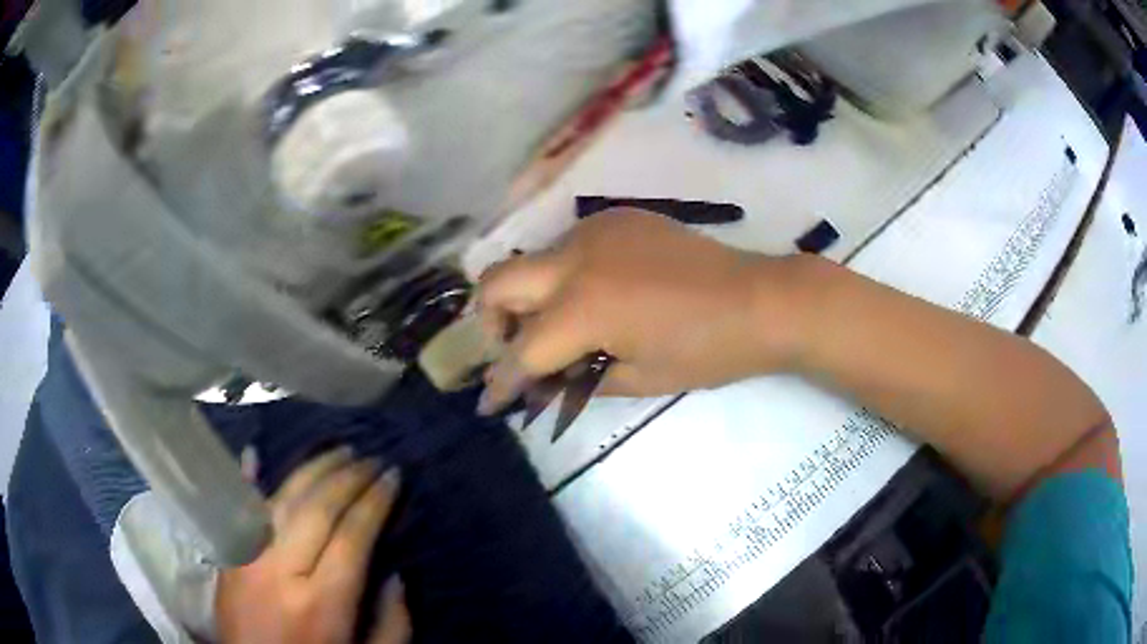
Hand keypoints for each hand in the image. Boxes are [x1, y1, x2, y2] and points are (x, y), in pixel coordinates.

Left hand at [217, 448, 409, 643]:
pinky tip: (255, 455)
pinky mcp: (227, 557)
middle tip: (372, 458)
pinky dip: (246, 480)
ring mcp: (246, 559)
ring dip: (311, 469)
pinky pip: (238, 511)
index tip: (393, 476)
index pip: (351, 537)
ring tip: (338, 452)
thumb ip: (393, 625)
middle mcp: (279, 572)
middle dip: (348, 477)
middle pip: (316, 509)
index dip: (375, 502)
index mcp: (320, 604)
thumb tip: (397, 576)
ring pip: (280, 500)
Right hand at [477, 210, 801, 412]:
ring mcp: (595, 230)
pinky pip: (568, 246)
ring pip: (531, 261)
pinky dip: (563, 275)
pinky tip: (597, 295)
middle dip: (492, 322)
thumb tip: (540, 383)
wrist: (760, 300)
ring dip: (529, 297)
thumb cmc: (705, 351)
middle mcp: (575, 259)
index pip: (520, 352)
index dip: (501, 383)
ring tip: (562, 326)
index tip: (488, 403)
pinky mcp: (617, 218)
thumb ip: (575, 380)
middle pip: (496, 282)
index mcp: (582, 308)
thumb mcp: (637, 379)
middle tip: (516, 349)